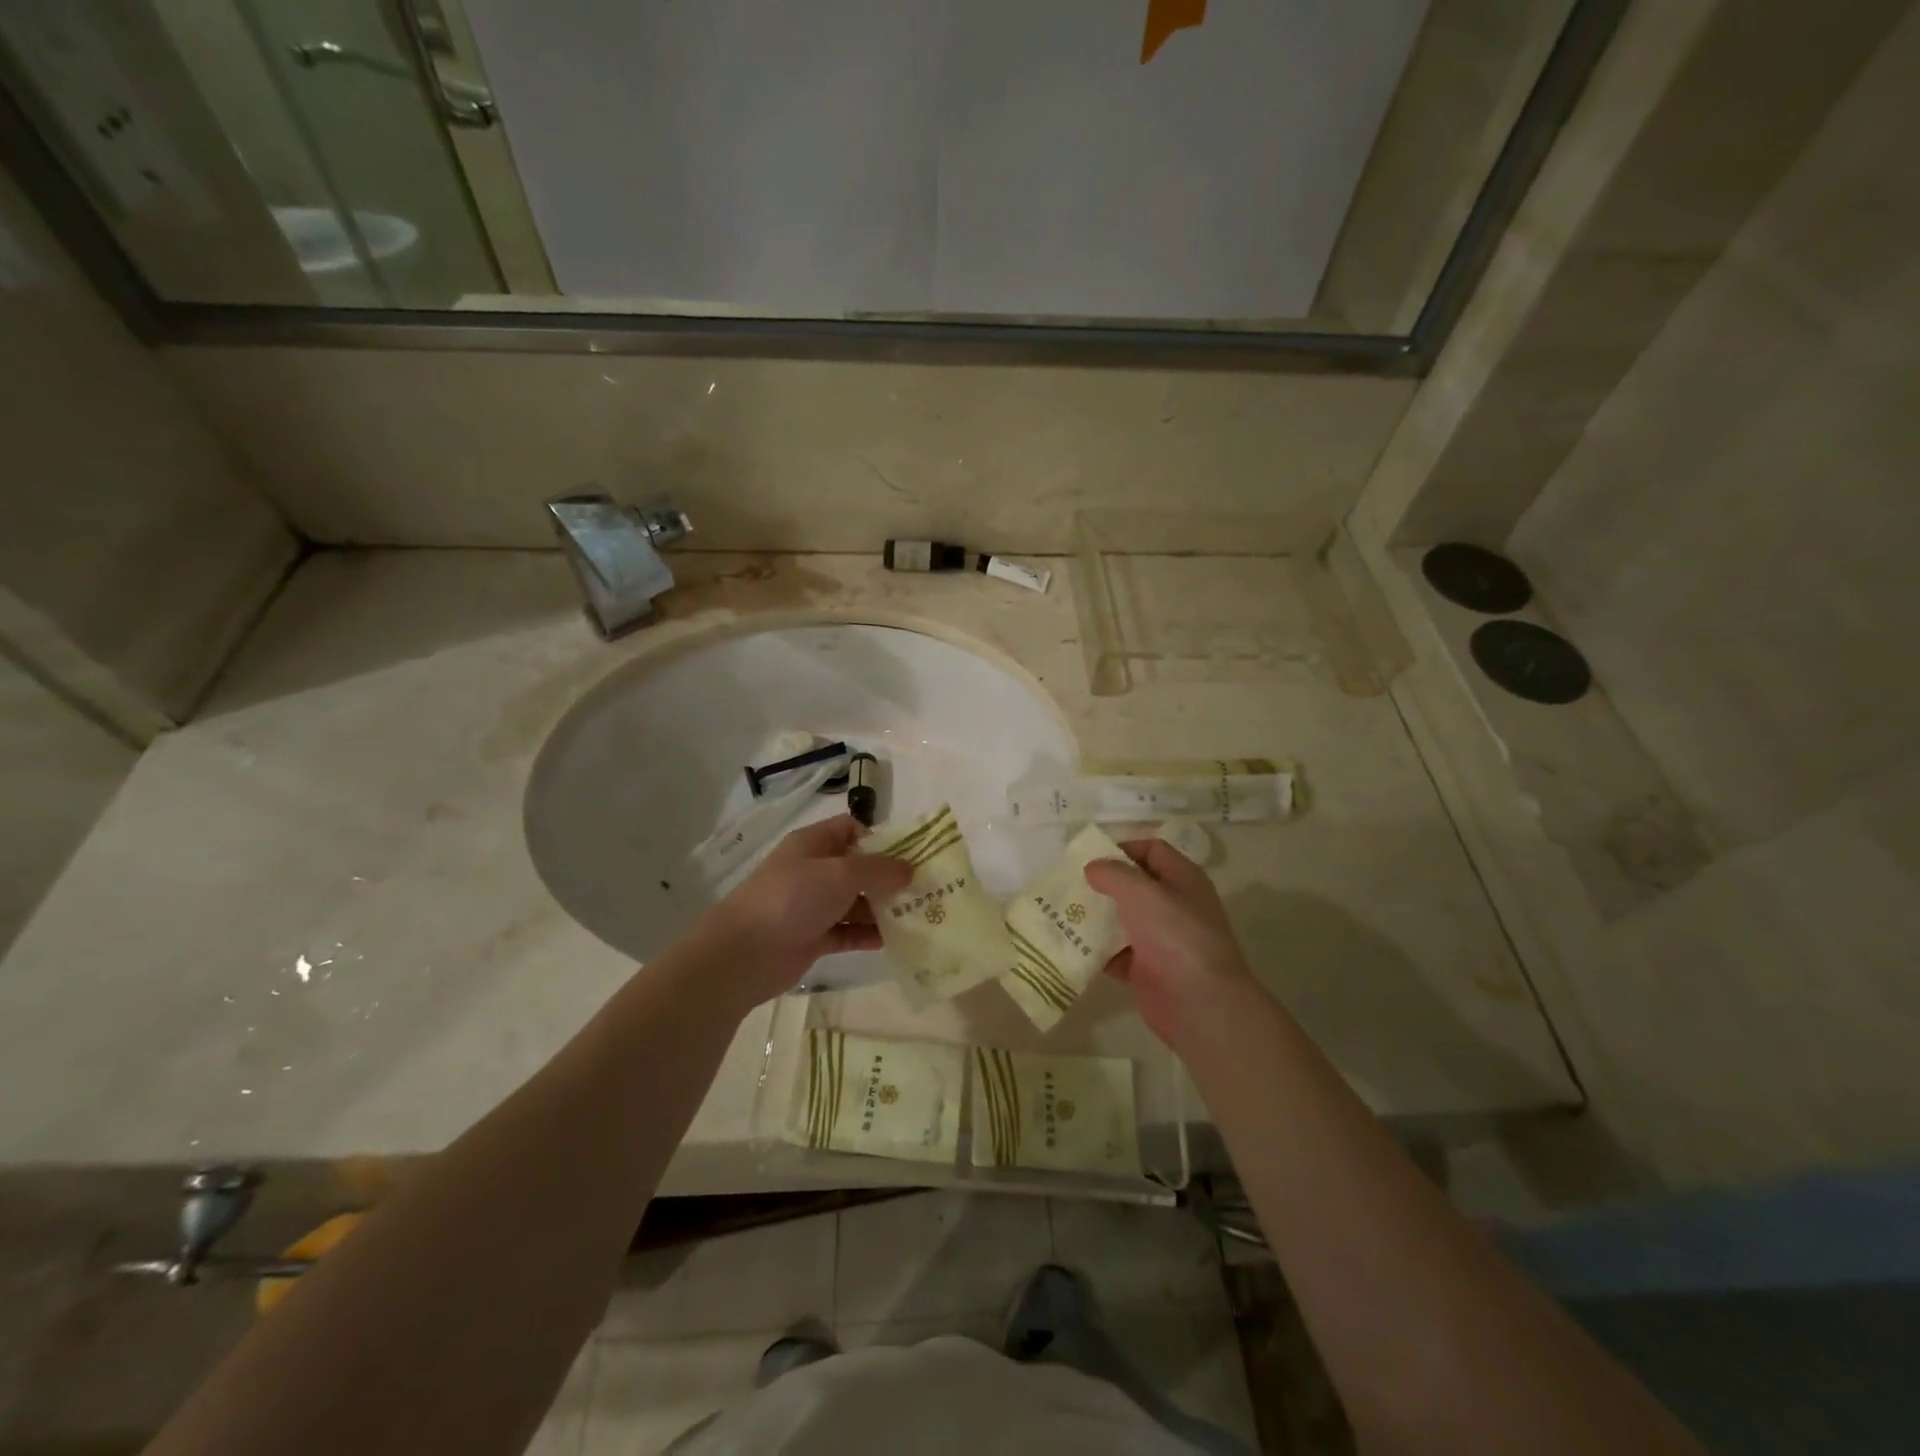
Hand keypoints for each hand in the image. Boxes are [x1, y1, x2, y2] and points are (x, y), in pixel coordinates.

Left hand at [692, 816, 912, 1006]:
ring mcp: (812, 905)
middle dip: (889, 878)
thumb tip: (909, 869)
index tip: (910, 856)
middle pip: (858, 868)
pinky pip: (848, 931)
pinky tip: (894, 940)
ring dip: (882, 909)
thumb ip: (878, 870)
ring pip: (855, 902)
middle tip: (924, 890)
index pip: (852, 829)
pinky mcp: (813, 937)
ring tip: (917, 916)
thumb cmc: (792, 898)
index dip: (880, 839)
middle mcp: (814, 871)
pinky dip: (868, 934)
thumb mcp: (840, 874)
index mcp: (814, 844)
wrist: (744, 953)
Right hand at [1084, 839, 1258, 1050]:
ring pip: (1122, 920)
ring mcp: (1161, 939)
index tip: (1090, 857)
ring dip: (1095, 917)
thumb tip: (1093, 868)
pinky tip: (1070, 944)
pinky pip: (1116, 953)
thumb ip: (1113, 873)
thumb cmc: (1174, 933)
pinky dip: (1096, 950)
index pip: (1153, 850)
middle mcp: (1174, 906)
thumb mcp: (1140, 892)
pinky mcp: (1147, 969)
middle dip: (1103, 884)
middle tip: (1070, 883)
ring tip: (1062, 911)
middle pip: (1135, 886)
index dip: (1123, 848)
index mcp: (1183, 879)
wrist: (1197, 1001)